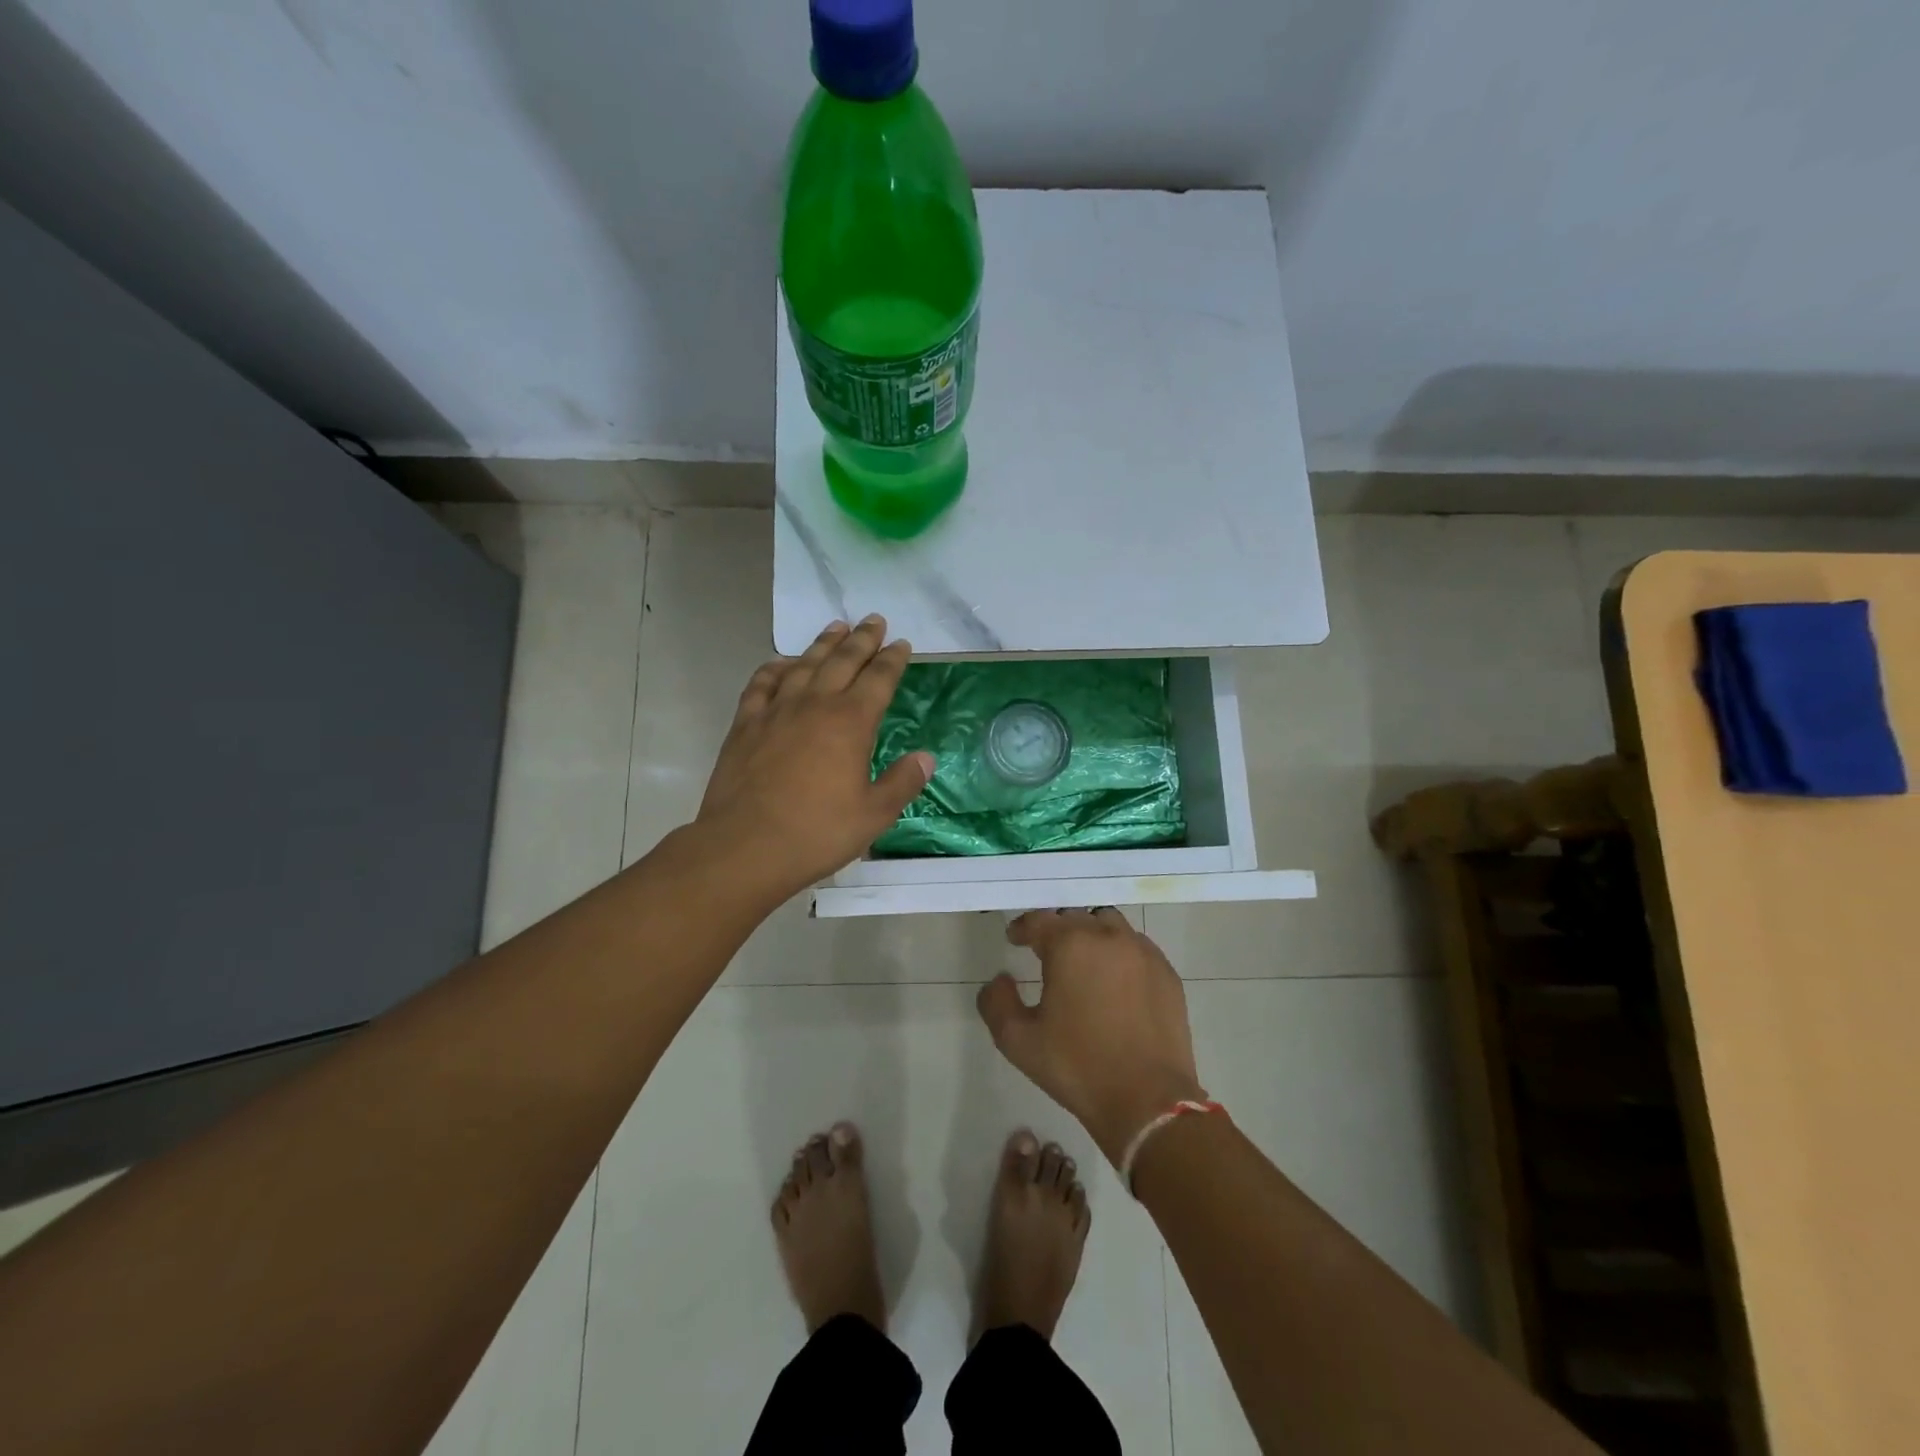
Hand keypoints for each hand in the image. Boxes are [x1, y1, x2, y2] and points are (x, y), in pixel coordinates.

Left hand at [696, 616, 934, 900]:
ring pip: (804, 665)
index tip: (901, 644)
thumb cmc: (817, 832)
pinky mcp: (746, 725)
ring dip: (822, 644)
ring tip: (835, 627)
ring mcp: (776, 711)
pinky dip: (775, 668)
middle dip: (862, 639)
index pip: (878, 680)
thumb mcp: (873, 815)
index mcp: (851, 723)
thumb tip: (926, 757)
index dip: (892, 660)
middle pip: (842, 661)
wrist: (745, 846)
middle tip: (874, 620)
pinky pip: (761, 684)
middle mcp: (815, 705)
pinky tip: (781, 663)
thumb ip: (902, 782)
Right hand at [976, 909, 1206, 1166]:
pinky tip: (1114, 980)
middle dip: (1056, 929)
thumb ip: (997, 1001)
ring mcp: (1143, 952)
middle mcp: (1108, 937)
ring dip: (1090, 934)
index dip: (1023, 928)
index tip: (1015, 939)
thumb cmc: (1077, 1067)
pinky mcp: (1167, 973)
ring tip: (1082, 960)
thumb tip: (1001, 978)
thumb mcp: (1018, 1041)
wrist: (1147, 1101)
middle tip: (1045, 951)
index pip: (1039, 920)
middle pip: (1075, 917)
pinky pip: (1136, 947)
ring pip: (1109, 925)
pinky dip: (1119, 952)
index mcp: (1070, 945)